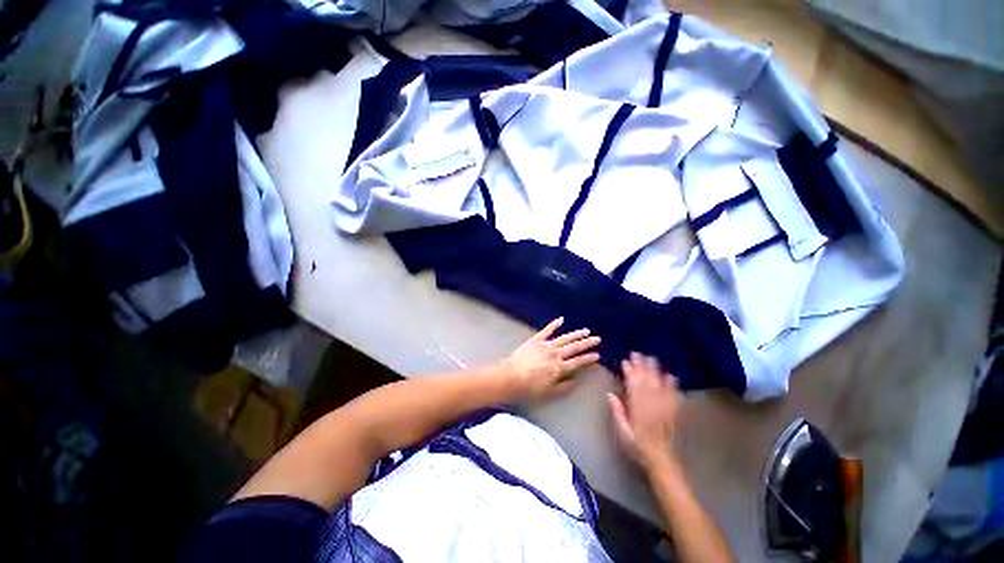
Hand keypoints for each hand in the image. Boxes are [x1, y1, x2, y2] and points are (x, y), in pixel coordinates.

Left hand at [499, 317, 600, 401]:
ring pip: (564, 338)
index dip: (588, 359)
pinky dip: (554, 324)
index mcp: (560, 368)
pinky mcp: (535, 340)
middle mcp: (555, 354)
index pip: (578, 362)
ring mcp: (545, 345)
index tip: (597, 355)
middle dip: (587, 343)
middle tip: (597, 339)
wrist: (510, 376)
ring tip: (586, 330)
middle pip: (574, 347)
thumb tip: (575, 380)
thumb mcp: (549, 393)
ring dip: (575, 334)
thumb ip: (564, 386)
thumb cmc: (529, 388)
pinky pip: (546, 330)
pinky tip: (561, 319)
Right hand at [607, 352, 683, 471]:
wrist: (661, 460)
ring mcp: (664, 410)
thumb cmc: (637, 446)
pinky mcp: (673, 413)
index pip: (633, 388)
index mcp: (638, 411)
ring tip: (652, 359)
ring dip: (655, 372)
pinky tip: (672, 376)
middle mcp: (651, 408)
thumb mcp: (622, 432)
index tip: (625, 362)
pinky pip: (673, 397)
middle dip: (642, 367)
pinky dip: (673, 386)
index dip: (629, 374)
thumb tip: (609, 394)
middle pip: (647, 383)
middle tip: (638, 354)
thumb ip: (617, 413)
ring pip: (659, 387)